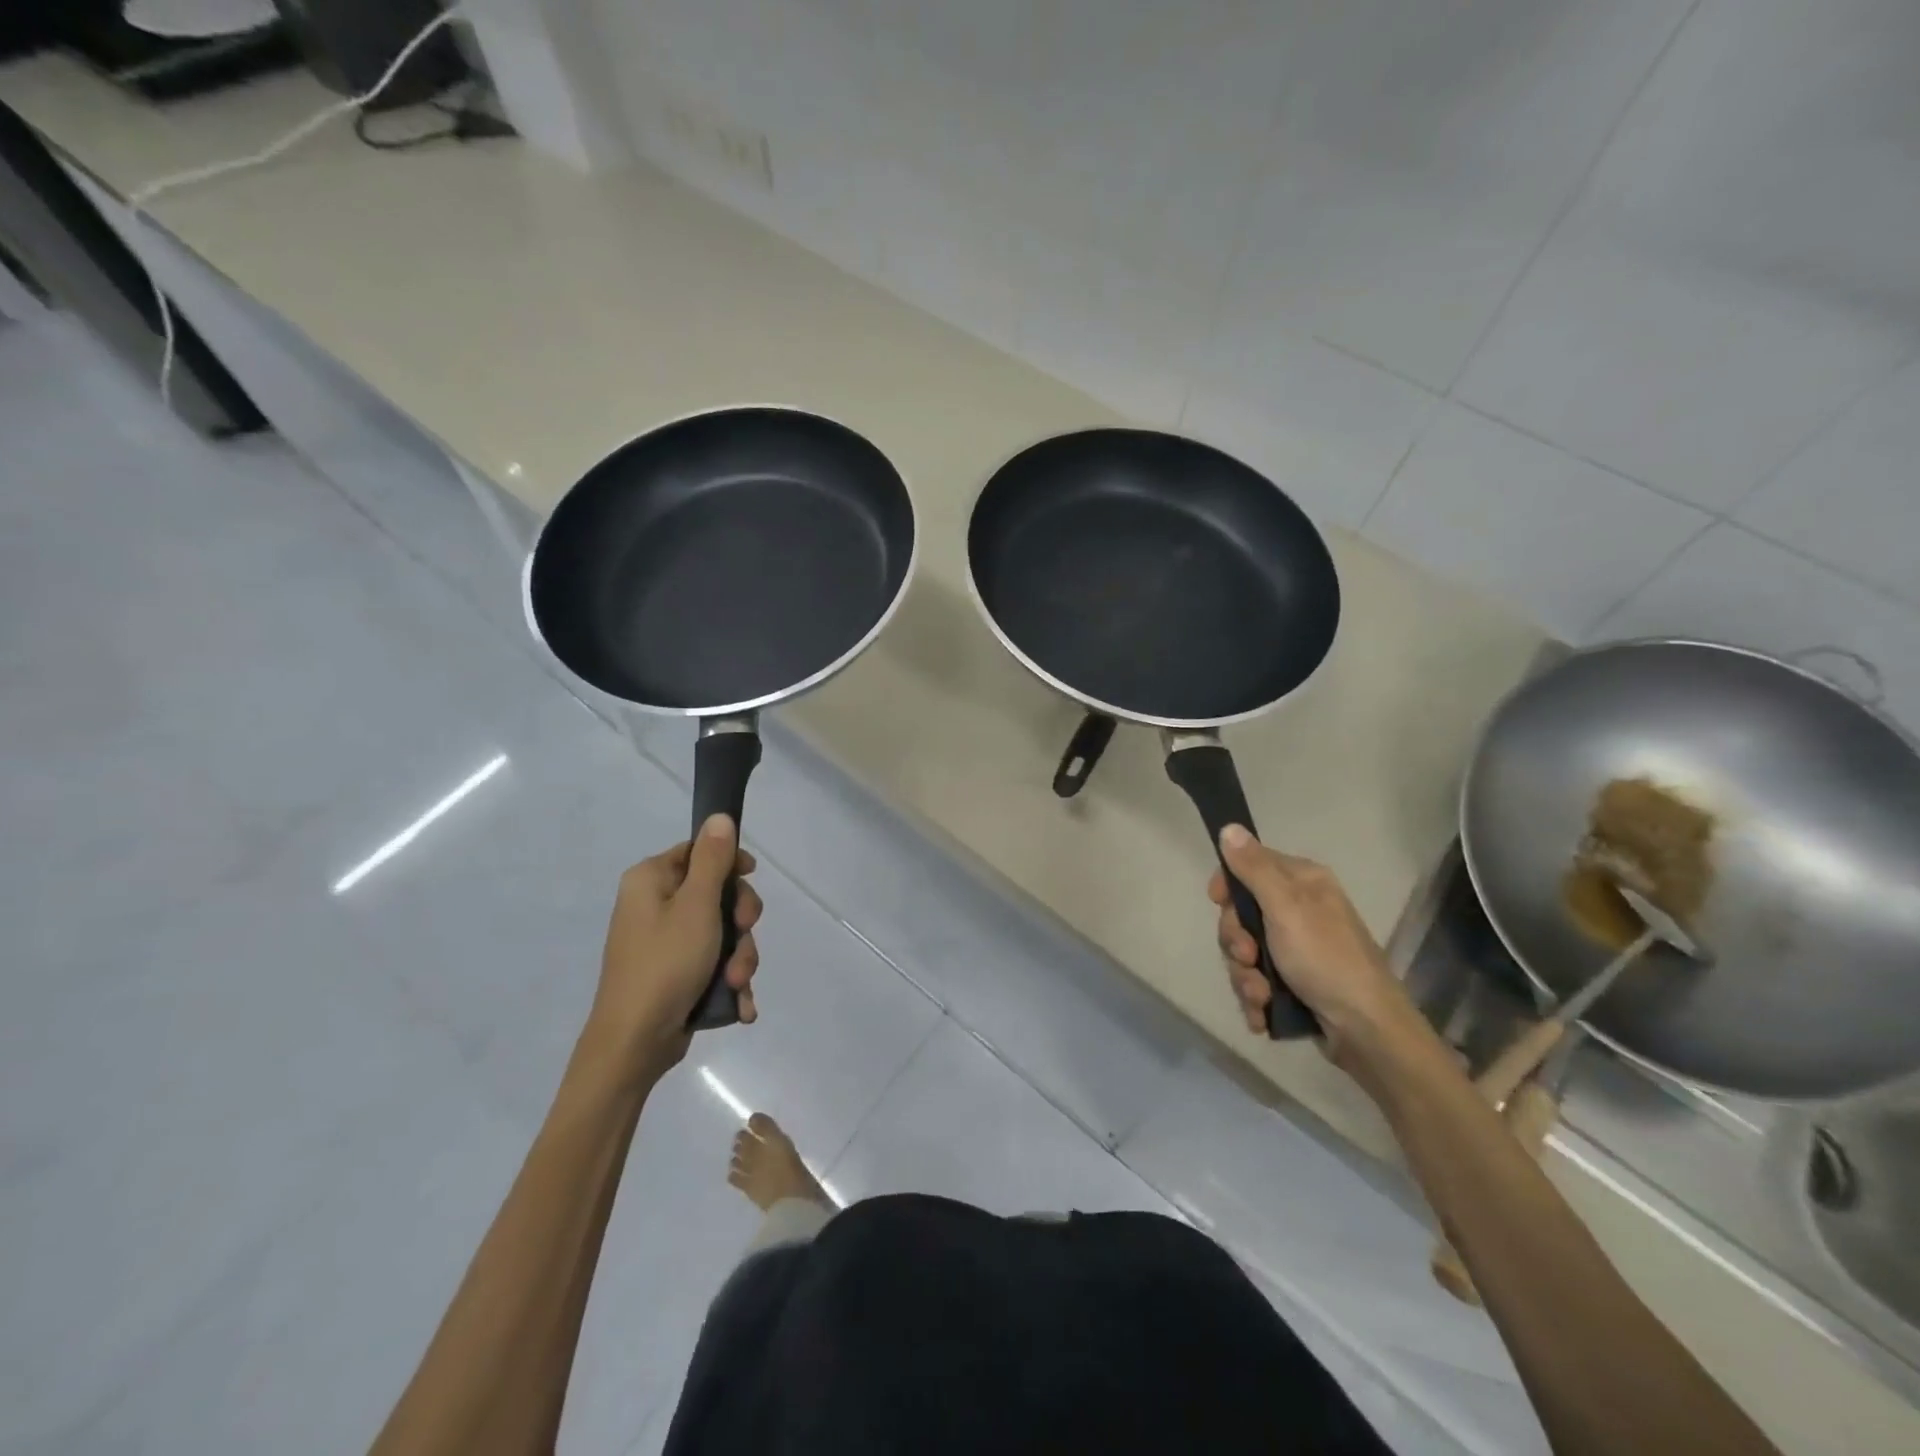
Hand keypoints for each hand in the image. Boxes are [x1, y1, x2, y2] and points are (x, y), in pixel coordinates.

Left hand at [583, 814, 762, 1086]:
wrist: (634, 1044)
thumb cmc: (665, 964)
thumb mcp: (697, 906)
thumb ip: (713, 860)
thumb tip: (720, 816)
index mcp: (651, 880)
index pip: (698, 851)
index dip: (730, 863)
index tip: (751, 878)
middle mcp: (655, 905)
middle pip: (717, 894)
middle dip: (740, 923)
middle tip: (743, 937)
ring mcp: (666, 942)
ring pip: (722, 933)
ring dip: (739, 957)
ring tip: (736, 984)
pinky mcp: (676, 973)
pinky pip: (713, 963)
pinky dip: (729, 981)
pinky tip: (739, 1004)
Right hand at [1208, 825, 1426, 1074]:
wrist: (1367, 1031)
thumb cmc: (1326, 959)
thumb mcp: (1286, 907)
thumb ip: (1254, 868)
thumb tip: (1229, 826)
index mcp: (1302, 883)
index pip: (1248, 866)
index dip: (1228, 886)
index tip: (1218, 903)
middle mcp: (1299, 910)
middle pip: (1241, 915)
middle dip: (1236, 942)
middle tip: (1249, 957)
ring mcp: (1297, 949)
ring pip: (1245, 953)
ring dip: (1245, 977)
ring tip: (1261, 996)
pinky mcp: (1295, 982)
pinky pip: (1257, 981)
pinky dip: (1256, 998)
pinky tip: (1263, 1013)